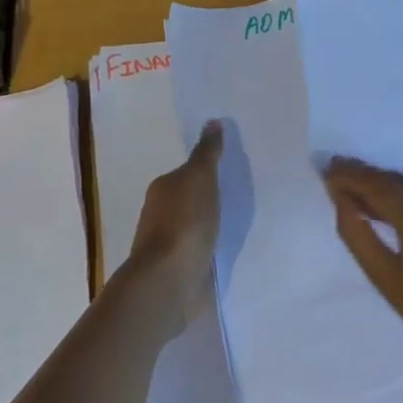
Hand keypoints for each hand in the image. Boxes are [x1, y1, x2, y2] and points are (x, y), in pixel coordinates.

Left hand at [126, 120, 222, 334]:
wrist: (169, 281)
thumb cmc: (184, 222)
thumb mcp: (200, 177)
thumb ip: (207, 152)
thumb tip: (212, 122)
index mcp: (163, 189)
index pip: (186, 173)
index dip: (206, 170)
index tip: (230, 169)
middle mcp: (161, 215)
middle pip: (190, 199)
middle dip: (210, 197)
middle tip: (240, 191)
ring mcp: (170, 245)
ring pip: (196, 225)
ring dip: (211, 224)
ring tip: (239, 219)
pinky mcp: (182, 270)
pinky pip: (201, 250)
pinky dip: (212, 246)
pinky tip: (229, 246)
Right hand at [322, 157, 402, 377]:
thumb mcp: (390, 284)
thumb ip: (359, 236)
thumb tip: (340, 200)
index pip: (379, 185)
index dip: (351, 175)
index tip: (329, 169)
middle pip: (401, 181)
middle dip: (371, 180)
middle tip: (344, 179)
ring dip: (398, 187)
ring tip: (374, 195)